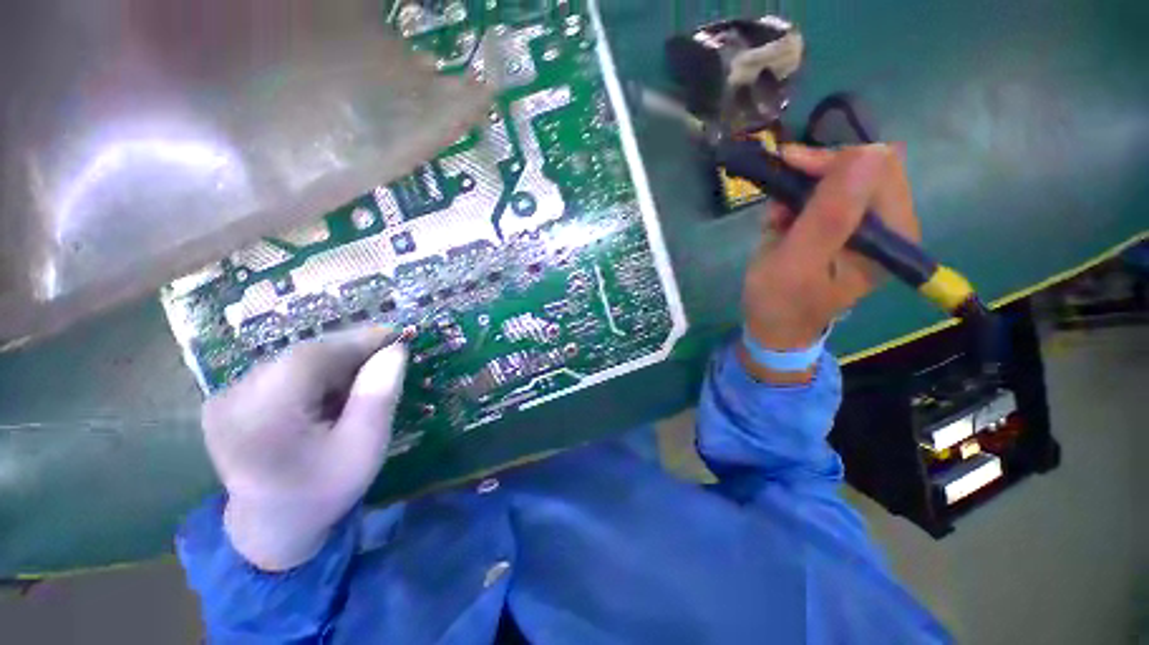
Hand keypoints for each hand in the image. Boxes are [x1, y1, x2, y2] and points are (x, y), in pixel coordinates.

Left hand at [201, 328, 407, 570]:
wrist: (272, 527)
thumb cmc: (323, 491)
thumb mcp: (364, 447)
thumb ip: (379, 396)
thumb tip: (395, 350)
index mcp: (261, 417)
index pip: (311, 357)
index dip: (357, 340)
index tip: (396, 336)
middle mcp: (232, 399)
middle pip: (301, 356)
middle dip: (349, 353)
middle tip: (386, 357)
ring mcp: (226, 398)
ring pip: (294, 361)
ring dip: (334, 364)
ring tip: (362, 379)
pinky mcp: (229, 400)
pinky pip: (282, 372)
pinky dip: (315, 375)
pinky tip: (332, 393)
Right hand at [741, 144, 920, 382]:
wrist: (772, 328)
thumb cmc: (780, 302)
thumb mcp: (798, 262)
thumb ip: (831, 214)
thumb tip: (869, 150)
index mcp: (892, 236)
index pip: (879, 167)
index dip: (833, 161)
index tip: (788, 166)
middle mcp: (888, 226)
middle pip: (863, 168)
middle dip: (815, 175)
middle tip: (777, 195)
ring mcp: (866, 227)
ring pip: (841, 179)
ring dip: (802, 191)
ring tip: (776, 220)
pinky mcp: (844, 230)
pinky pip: (825, 196)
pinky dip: (798, 202)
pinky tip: (780, 224)